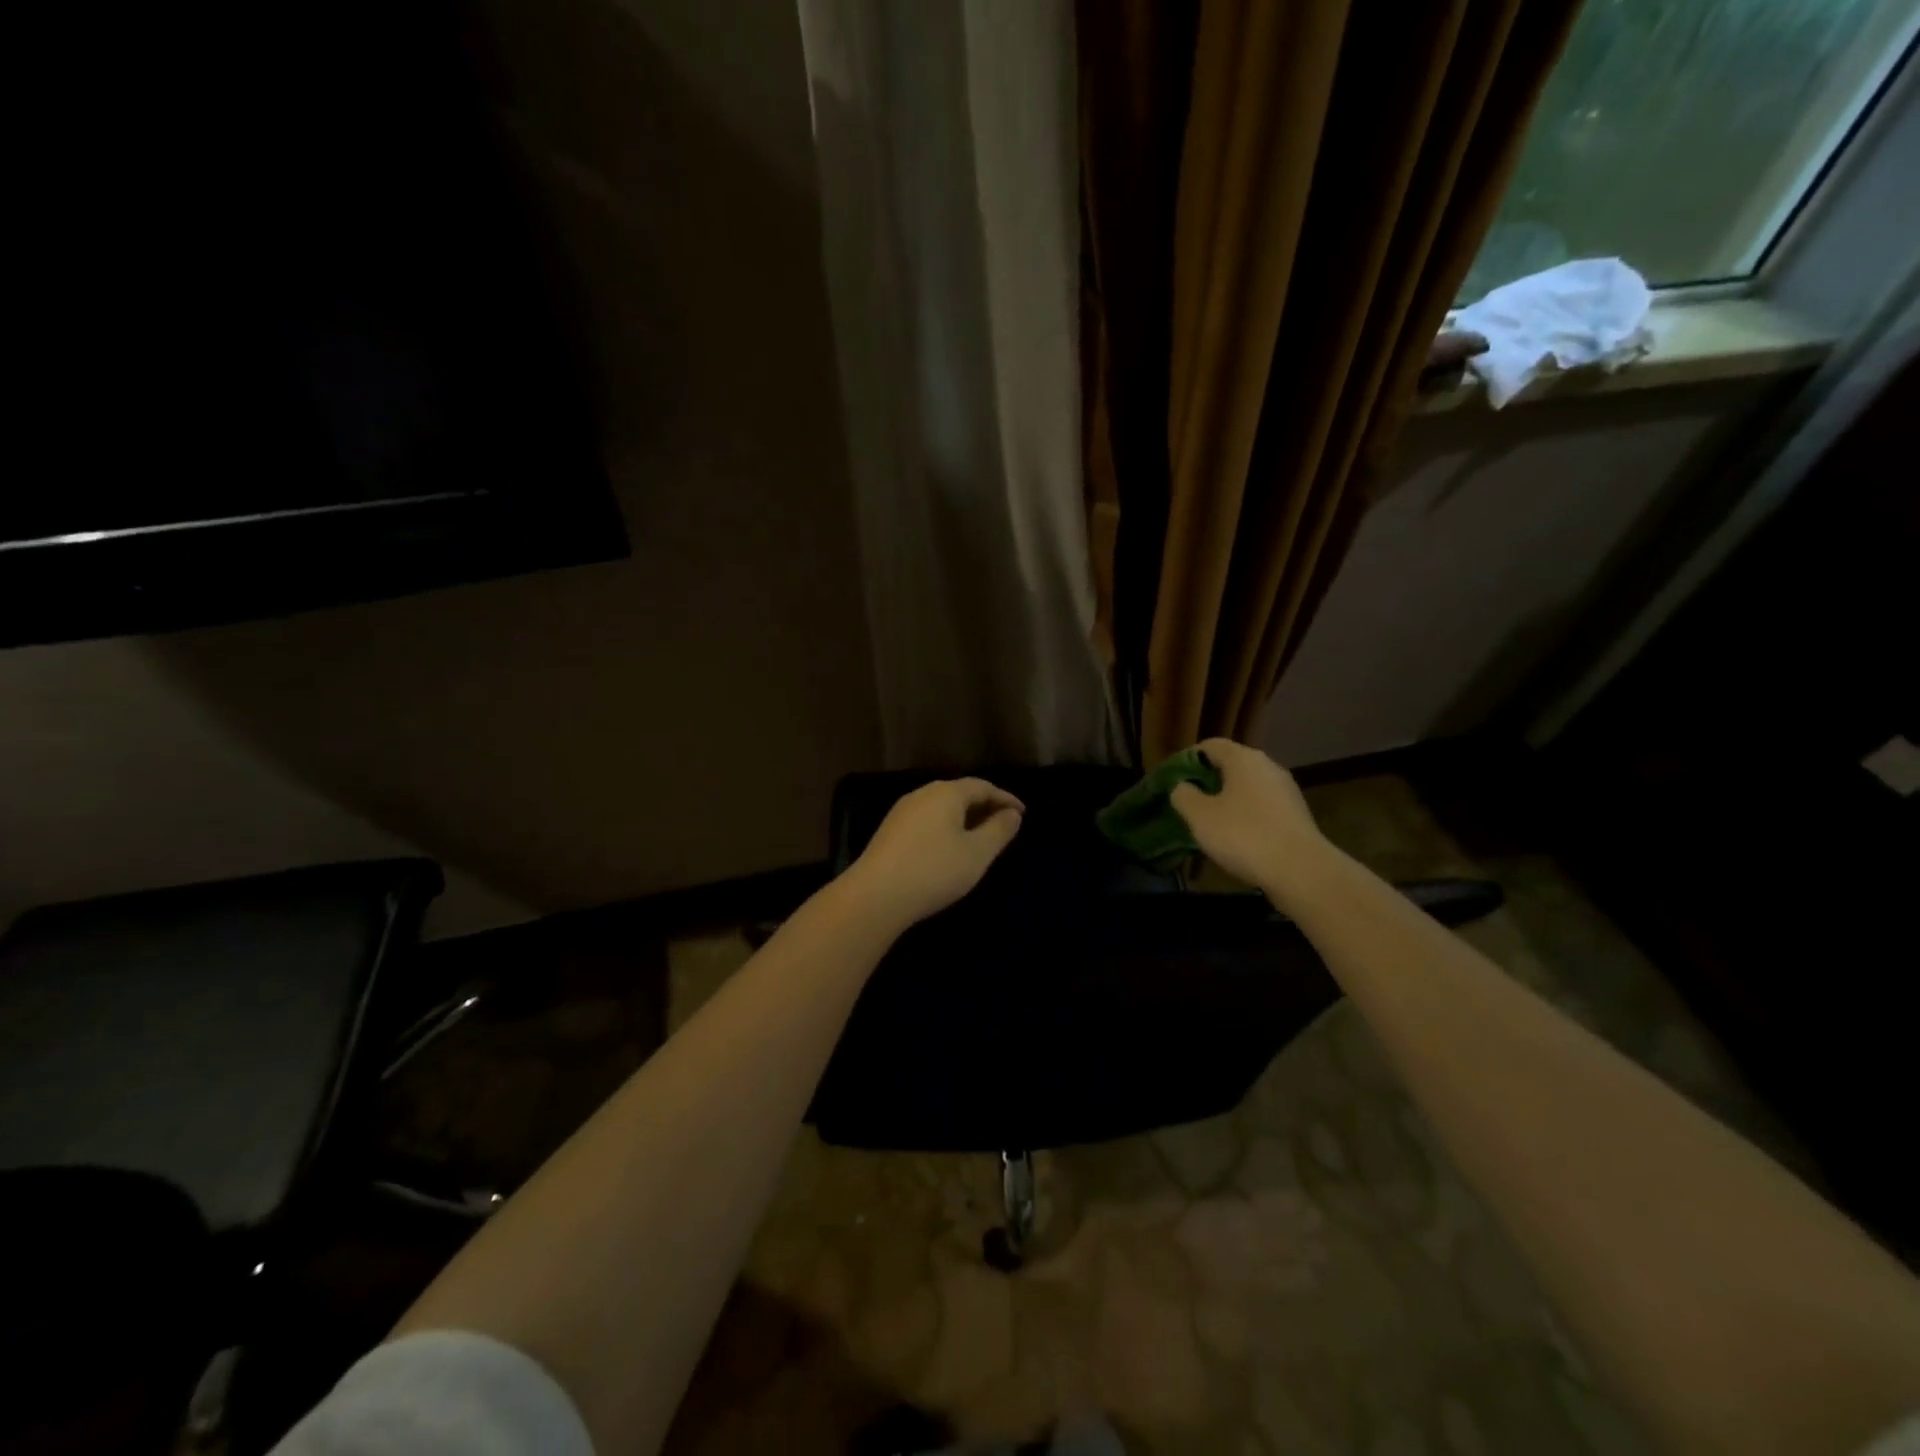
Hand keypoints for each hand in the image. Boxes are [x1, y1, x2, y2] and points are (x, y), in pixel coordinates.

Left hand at [841, 778, 1024, 931]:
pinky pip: (927, 820)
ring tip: (979, 838)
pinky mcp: (889, 831)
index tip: (1022, 813)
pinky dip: (945, 828)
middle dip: (984, 806)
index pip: (982, 786)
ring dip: (964, 818)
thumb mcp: (977, 854)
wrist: (875, 896)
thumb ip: (998, 831)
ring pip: (941, 807)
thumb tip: (1012, 814)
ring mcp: (902, 812)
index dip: (1005, 798)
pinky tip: (949, 848)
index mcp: (946, 793)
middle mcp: (922, 794)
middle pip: (959, 793)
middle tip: (1003, 824)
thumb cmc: (934, 871)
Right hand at [1170, 739, 1328, 897]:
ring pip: (1247, 787)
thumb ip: (1183, 795)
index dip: (1187, 760)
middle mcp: (1268, 766)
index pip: (1209, 746)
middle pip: (1230, 765)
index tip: (1173, 781)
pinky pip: (1262, 806)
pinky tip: (1237, 837)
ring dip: (1227, 799)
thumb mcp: (1200, 816)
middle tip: (1188, 803)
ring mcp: (1286, 790)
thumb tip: (1182, 786)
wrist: (1301, 871)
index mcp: (1243, 759)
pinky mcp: (1296, 814)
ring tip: (1210, 822)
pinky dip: (1246, 815)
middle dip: (1207, 781)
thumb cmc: (1244, 835)